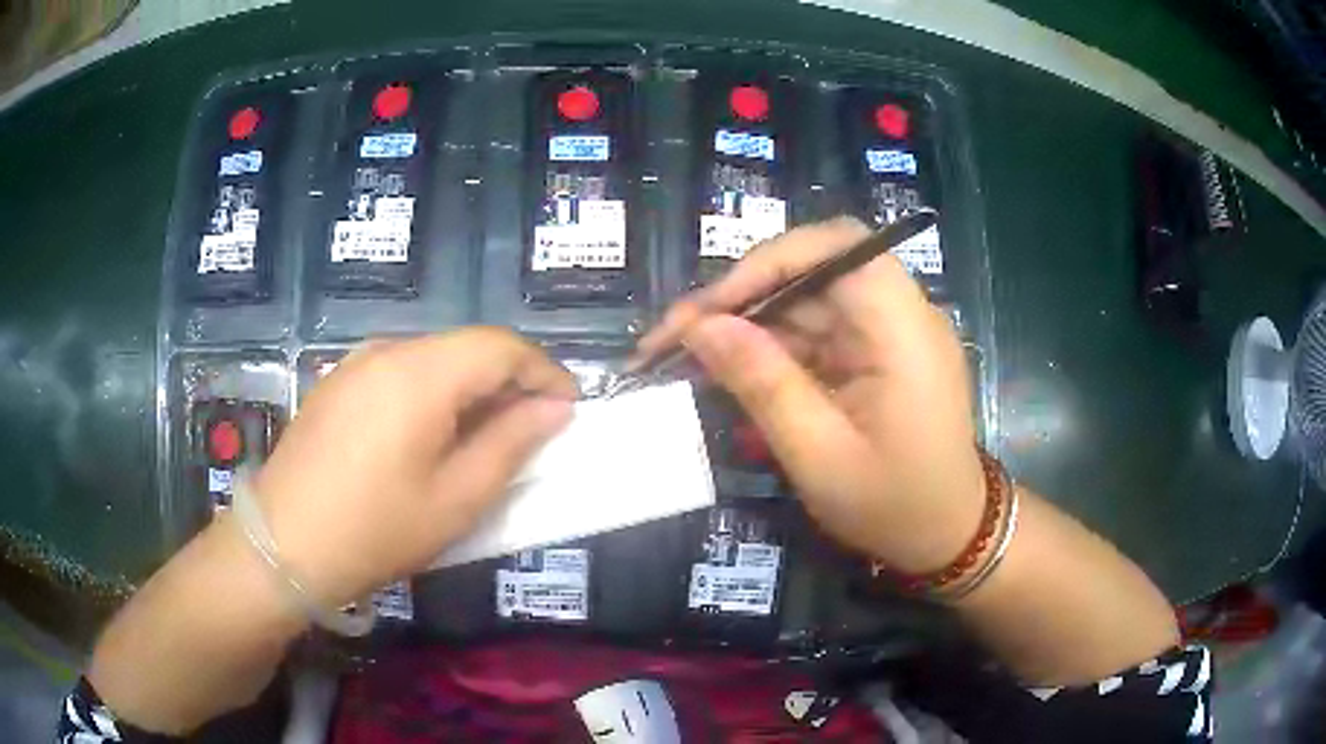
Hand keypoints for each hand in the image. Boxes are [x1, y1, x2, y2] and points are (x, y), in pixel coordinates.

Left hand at [251, 328, 576, 607]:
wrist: (282, 545)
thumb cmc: (376, 529)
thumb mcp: (457, 499)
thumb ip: (512, 444)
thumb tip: (554, 408)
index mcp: (421, 373)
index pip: (501, 346)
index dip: (544, 371)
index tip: (569, 407)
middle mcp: (387, 350)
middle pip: (465, 347)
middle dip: (508, 381)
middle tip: (532, 429)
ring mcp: (355, 364)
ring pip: (432, 359)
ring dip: (469, 388)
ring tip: (484, 437)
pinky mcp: (336, 384)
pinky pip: (399, 373)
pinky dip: (432, 394)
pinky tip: (429, 437)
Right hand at [636, 218, 984, 573]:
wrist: (947, 535)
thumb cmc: (892, 506)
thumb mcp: (819, 455)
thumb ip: (763, 385)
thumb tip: (701, 327)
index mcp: (903, 330)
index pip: (837, 248)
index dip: (767, 262)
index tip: (710, 308)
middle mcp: (902, 313)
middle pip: (815, 270)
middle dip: (744, 296)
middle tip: (680, 336)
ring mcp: (890, 330)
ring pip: (808, 301)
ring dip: (750, 324)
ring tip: (691, 357)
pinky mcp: (878, 350)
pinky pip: (818, 330)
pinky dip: (774, 348)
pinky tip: (735, 372)